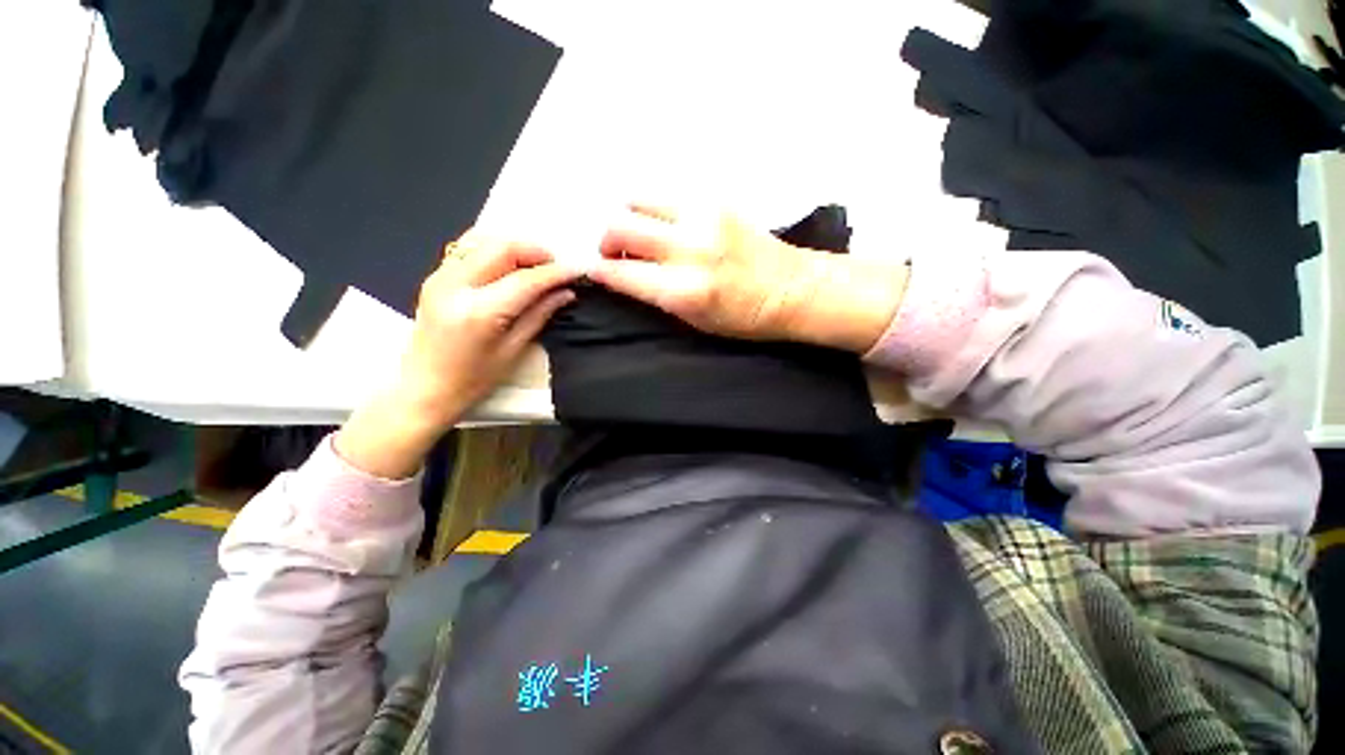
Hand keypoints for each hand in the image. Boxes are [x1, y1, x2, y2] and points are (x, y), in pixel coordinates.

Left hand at [338, 233, 577, 478]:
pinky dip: (495, 249)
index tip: (577, 269)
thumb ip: (540, 315)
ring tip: (535, 266)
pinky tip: (510, 266)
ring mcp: (440, 277)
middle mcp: (455, 285)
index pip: (525, 280)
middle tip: (556, 267)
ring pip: (484, 240)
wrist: (422, 388)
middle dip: (535, 251)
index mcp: (479, 312)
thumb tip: (566, 293)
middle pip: (501, 247)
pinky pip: (469, 248)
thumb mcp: (513, 351)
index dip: (556, 272)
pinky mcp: (436, 276)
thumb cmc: (472, 380)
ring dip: (515, 247)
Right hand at [589, 205, 908, 351]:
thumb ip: (657, 297)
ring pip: (638, 200)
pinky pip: (666, 198)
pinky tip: (667, 227)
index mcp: (684, 291)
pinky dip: (655, 212)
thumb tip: (624, 276)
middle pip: (620, 225)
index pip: (621, 272)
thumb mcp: (695, 322)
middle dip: (607, 240)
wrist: (793, 289)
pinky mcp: (716, 200)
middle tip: (616, 253)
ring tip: (641, 236)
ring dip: (629, 218)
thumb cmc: (744, 319)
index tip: (595, 271)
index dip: (599, 271)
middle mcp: (688, 249)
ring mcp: (702, 218)